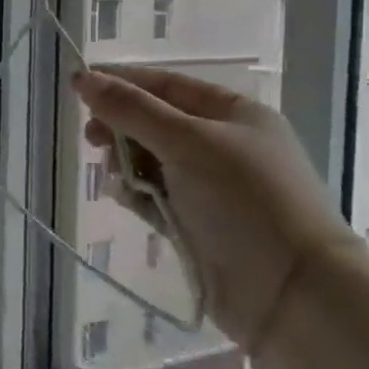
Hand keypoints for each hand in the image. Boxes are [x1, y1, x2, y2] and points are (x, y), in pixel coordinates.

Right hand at [72, 68, 360, 351]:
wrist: (289, 292)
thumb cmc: (243, 200)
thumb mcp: (187, 142)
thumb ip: (131, 110)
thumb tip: (83, 77)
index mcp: (235, 114)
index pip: (168, 86)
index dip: (123, 82)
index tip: (79, 86)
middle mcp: (224, 146)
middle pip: (156, 123)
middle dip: (122, 126)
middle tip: (91, 138)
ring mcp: (211, 187)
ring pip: (153, 161)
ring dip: (127, 162)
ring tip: (113, 173)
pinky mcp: (197, 223)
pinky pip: (156, 197)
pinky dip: (138, 194)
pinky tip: (126, 198)